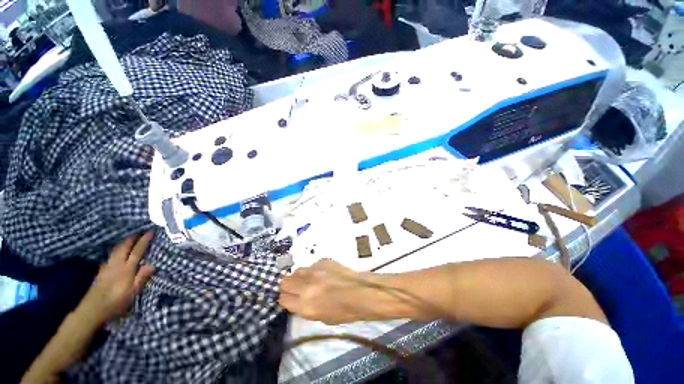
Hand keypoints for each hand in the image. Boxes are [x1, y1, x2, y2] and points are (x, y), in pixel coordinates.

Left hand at [79, 232, 154, 325]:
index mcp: (126, 269)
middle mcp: (116, 264)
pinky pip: (110, 255)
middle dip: (132, 238)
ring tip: (130, 238)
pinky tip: (117, 252)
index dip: (144, 240)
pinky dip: (117, 249)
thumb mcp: (132, 293)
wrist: (92, 310)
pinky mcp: (101, 271)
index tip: (151, 231)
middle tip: (140, 232)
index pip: (137, 251)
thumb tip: (152, 264)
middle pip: (124, 247)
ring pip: (116, 250)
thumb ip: (141, 278)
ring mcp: (107, 267)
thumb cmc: (116, 303)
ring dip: (124, 242)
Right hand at [279, 259, 373, 324]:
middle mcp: (306, 286)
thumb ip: (304, 307)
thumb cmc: (344, 312)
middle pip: (285, 281)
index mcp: (304, 305)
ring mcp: (314, 270)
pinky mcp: (323, 260)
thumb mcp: (320, 317)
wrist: (361, 292)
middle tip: (296, 288)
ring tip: (309, 280)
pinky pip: (312, 265)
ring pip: (297, 270)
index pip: (283, 299)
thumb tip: (296, 299)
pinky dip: (314, 270)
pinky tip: (324, 274)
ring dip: (300, 276)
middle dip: (288, 286)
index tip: (290, 298)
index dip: (285, 299)